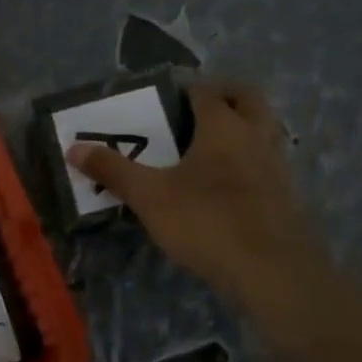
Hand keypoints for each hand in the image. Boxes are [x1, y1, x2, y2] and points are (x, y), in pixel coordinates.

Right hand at [66, 82, 327, 309]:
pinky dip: (251, 162)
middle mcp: (256, 136)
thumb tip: (73, 148)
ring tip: (210, 149)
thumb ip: (113, 170)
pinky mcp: (287, 196)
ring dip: (242, 129)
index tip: (165, 99)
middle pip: (248, 99)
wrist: (273, 272)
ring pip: (264, 130)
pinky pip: (269, 164)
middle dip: (225, 96)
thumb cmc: (207, 221)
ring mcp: (278, 166)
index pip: (207, 92)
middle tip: (197, 111)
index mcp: (223, 126)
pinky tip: (229, 187)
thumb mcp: (149, 197)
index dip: (187, 90)